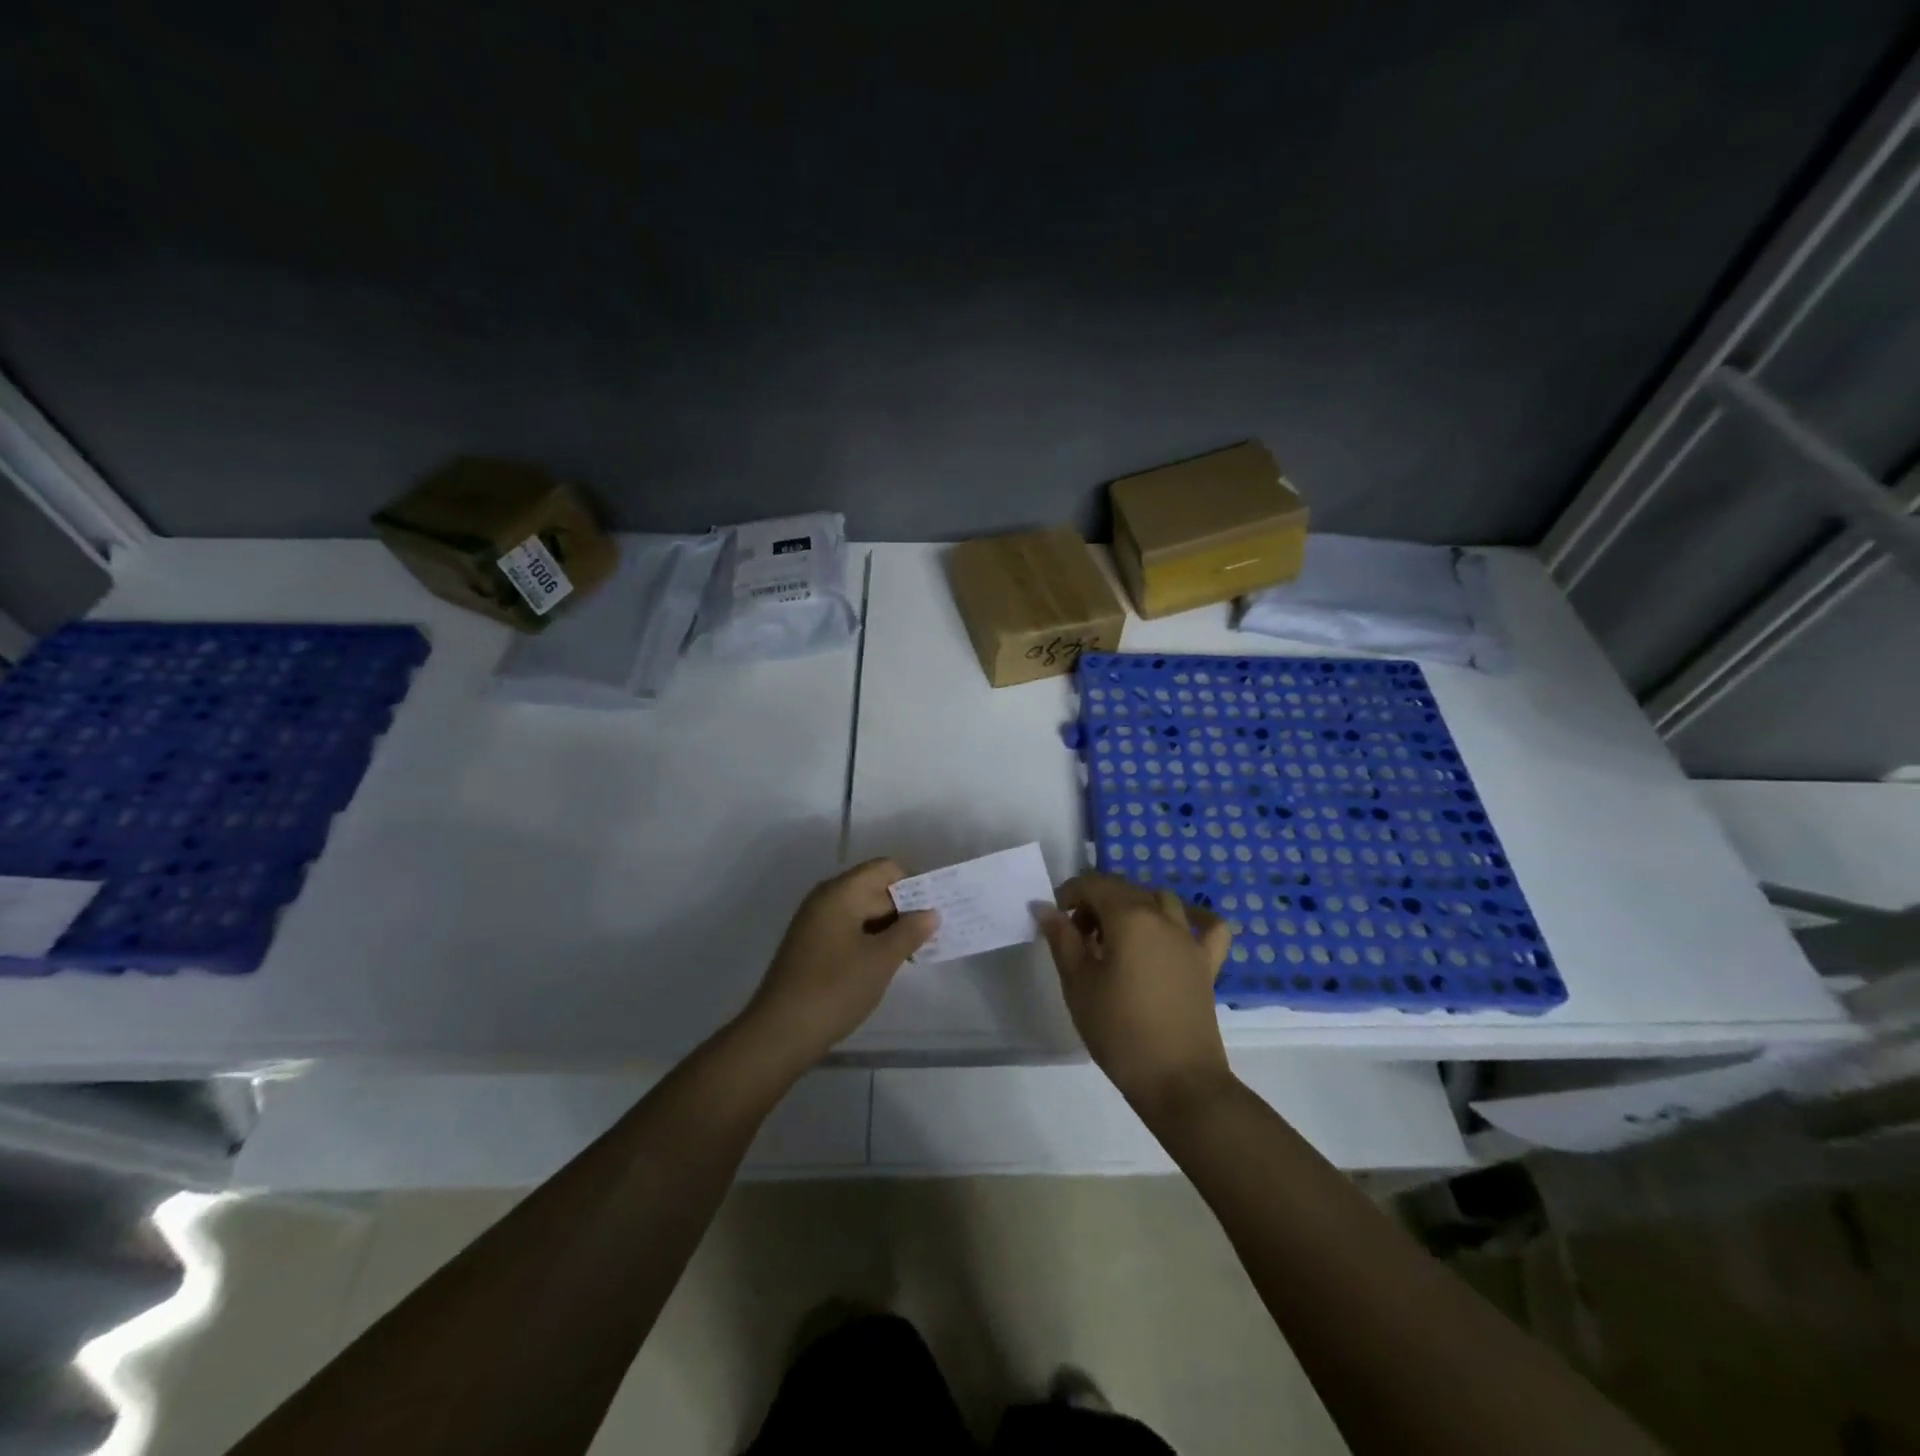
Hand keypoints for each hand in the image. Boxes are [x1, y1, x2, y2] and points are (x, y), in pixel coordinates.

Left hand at [738, 859, 937, 1072]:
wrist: (780, 1033)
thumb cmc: (835, 989)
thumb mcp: (881, 960)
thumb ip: (910, 931)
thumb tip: (930, 913)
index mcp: (841, 892)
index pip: (885, 869)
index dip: (914, 884)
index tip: (936, 909)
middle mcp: (826, 900)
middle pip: (874, 889)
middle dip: (905, 908)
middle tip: (935, 934)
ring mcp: (816, 924)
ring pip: (863, 913)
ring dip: (890, 928)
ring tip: (916, 951)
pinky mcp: (813, 947)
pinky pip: (850, 931)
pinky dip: (872, 941)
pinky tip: (888, 963)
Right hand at [1039, 874, 1233, 1114]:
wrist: (1177, 1080)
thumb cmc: (1119, 1030)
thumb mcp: (1078, 984)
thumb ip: (1061, 939)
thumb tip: (1045, 907)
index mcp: (1129, 917)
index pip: (1094, 884)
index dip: (1069, 893)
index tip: (1055, 918)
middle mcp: (1163, 917)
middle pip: (1125, 889)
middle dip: (1096, 901)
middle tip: (1076, 936)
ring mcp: (1190, 939)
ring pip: (1160, 900)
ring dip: (1134, 906)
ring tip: (1116, 937)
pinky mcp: (1207, 963)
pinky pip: (1207, 927)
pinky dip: (1192, 919)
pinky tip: (1176, 930)